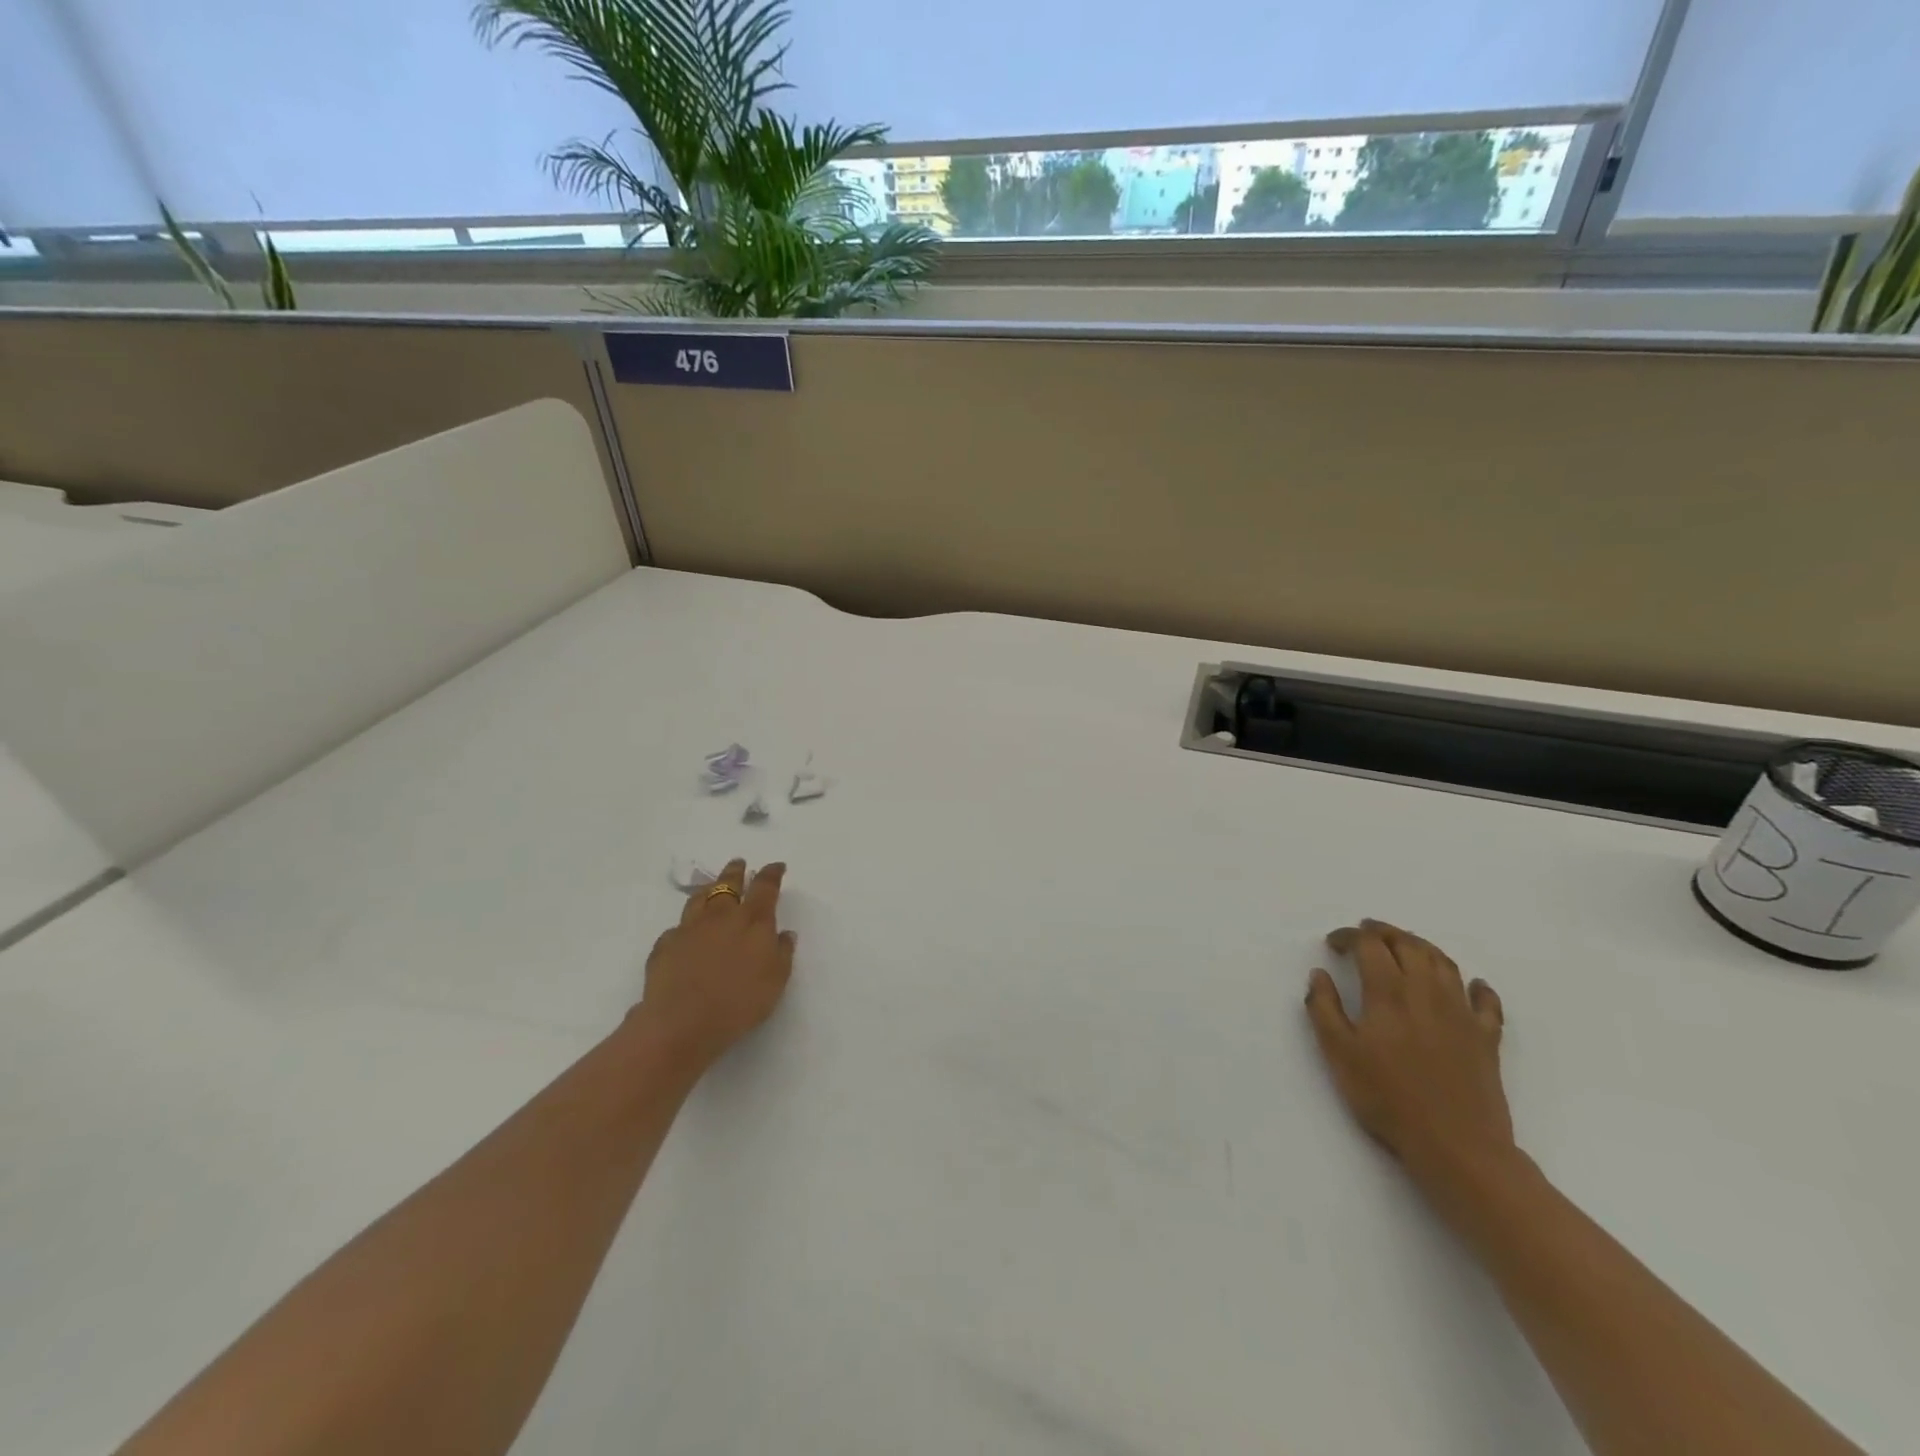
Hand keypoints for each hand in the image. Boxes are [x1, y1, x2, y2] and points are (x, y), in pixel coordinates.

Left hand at [636, 859, 796, 1070]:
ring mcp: (689, 928)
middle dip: (736, 871)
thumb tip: (784, 933)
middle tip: (739, 863)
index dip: (772, 873)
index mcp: (753, 921)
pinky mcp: (665, 945)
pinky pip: (678, 927)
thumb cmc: (738, 1003)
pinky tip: (687, 933)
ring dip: (709, 889)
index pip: (765, 886)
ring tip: (711, 887)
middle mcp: (721, 916)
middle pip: (728, 883)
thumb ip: (782, 953)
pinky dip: (686, 925)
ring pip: (699, 898)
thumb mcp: (775, 981)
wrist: (681, 1023)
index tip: (776, 866)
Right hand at [1305, 920, 1512, 1191]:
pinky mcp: (1486, 1038)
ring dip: (1421, 946)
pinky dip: (1477, 986)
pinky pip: (1485, 1001)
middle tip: (1366, 932)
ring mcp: (1461, 1013)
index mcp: (1388, 992)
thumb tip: (1319, 974)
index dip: (1350, 936)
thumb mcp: (1339, 1054)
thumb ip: (1324, 1009)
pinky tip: (1471, 985)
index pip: (1369, 945)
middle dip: (1384, 932)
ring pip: (1443, 963)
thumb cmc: (1388, 1098)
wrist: (1457, 1146)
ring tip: (1405, 946)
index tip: (1334, 943)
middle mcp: (1426, 991)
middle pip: (1408, 944)